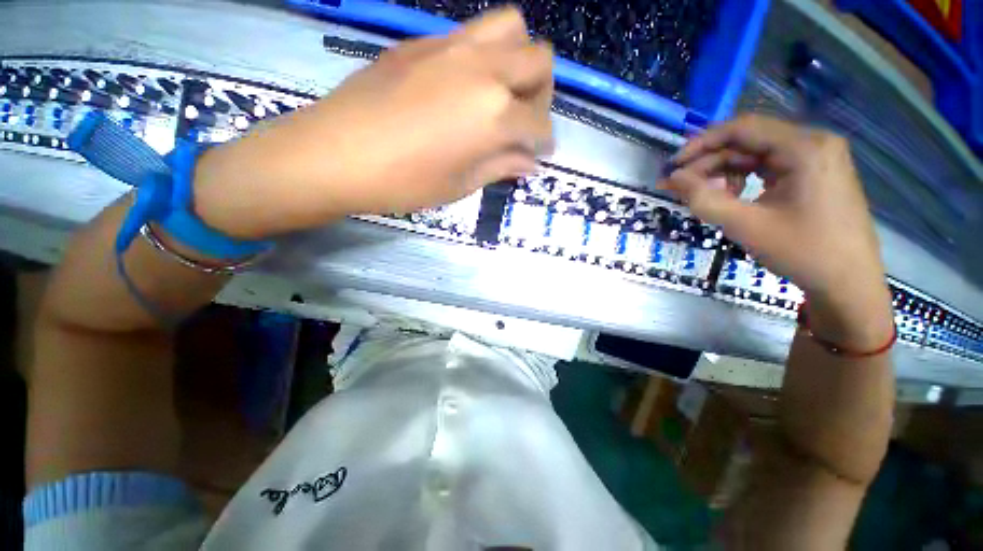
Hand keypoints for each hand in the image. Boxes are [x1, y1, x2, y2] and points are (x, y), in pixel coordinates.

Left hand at [193, 7, 553, 238]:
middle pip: (539, 60)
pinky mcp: (422, 42)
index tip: (539, 152)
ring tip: (501, 91)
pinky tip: (464, 86)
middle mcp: (483, 69)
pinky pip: (470, 34)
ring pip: (510, 28)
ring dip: (518, 59)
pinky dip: (483, 56)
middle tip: (524, 119)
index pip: (539, 121)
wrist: (337, 154)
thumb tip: (529, 163)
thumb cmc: (404, 182)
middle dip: (542, 93)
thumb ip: (501, 167)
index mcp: (494, 114)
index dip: (544, 140)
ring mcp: (452, 47)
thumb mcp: (460, 184)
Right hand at [661, 115, 892, 346]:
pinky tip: (731, 197)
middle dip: (709, 163)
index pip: (742, 128)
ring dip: (724, 172)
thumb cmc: (801, 251)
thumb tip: (672, 178)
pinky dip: (743, 178)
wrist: (847, 283)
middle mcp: (813, 143)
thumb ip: (703, 199)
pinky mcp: (814, 173)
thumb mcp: (745, 225)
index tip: (673, 167)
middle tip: (680, 187)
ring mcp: (817, 157)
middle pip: (748, 141)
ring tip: (705, 197)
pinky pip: (769, 166)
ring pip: (756, 154)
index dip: (701, 144)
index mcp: (804, 147)